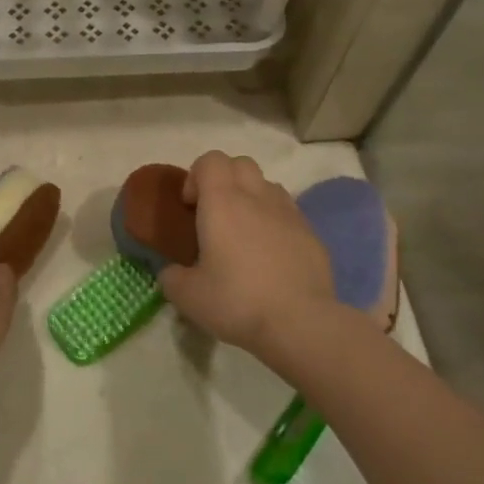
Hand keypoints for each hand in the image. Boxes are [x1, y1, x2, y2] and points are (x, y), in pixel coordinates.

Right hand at [158, 151, 334, 355]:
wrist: (300, 323)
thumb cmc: (237, 301)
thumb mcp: (188, 296)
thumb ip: (172, 277)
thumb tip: (172, 273)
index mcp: (222, 202)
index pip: (210, 160)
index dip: (196, 175)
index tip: (190, 206)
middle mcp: (257, 197)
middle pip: (241, 163)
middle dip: (225, 179)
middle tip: (215, 214)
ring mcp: (289, 213)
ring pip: (267, 185)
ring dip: (252, 198)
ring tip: (244, 233)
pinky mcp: (311, 234)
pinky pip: (288, 213)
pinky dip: (275, 222)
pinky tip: (270, 255)